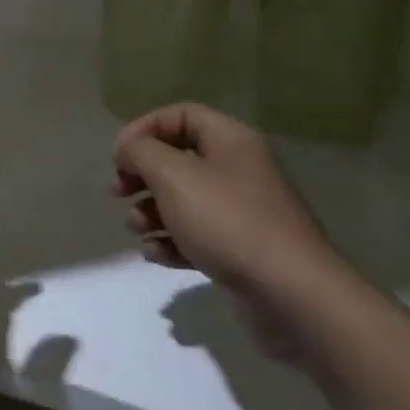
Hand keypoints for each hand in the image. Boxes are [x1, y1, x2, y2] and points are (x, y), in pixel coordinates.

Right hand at [112, 104, 361, 361]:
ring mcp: (242, 212)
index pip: (181, 115)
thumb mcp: (173, 176)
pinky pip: (196, 234)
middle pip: (178, 158)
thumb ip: (141, 153)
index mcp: (231, 141)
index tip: (119, 156)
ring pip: (183, 199)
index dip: (144, 129)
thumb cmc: (227, 222)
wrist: (291, 294)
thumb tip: (129, 151)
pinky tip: (158, 254)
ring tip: (140, 229)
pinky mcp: (240, 249)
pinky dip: (171, 241)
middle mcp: (239, 170)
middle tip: (118, 192)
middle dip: (142, 175)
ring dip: (151, 212)